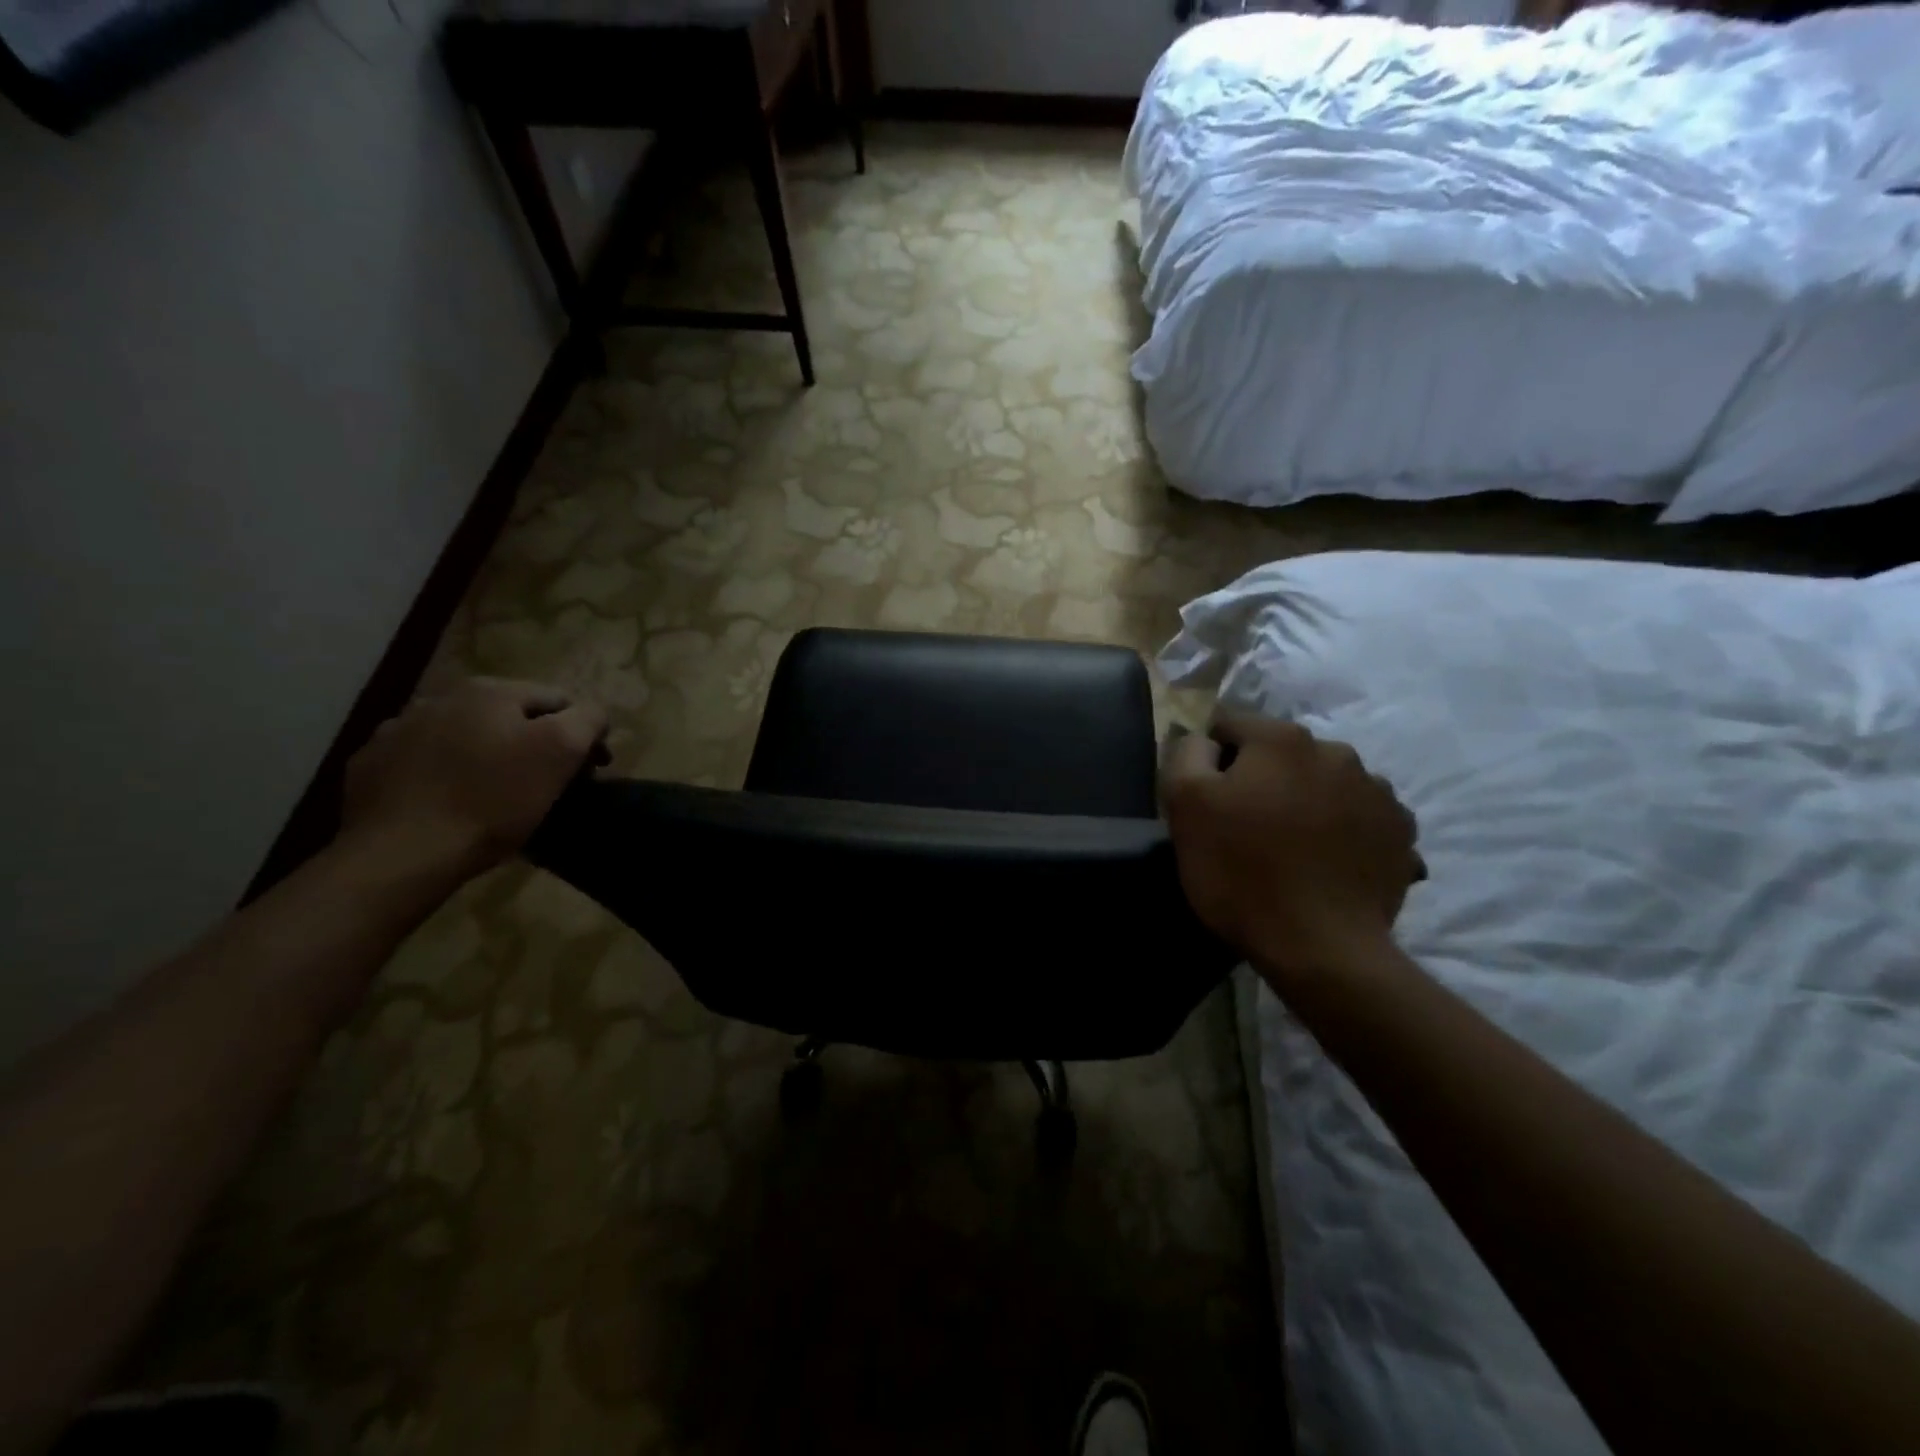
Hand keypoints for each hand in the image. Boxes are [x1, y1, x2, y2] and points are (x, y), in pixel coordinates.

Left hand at [340, 678, 608, 880]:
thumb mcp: (560, 752)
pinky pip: (424, 764)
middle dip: (534, 745)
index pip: (560, 700)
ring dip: (488, 757)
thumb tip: (593, 714)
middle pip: (511, 717)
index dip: (583, 735)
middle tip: (548, 788)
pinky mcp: (371, 766)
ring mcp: (398, 730)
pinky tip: (452, 805)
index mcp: (490, 691)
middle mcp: (441, 698)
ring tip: (498, 799)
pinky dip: (445, 777)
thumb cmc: (492, 800)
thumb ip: (588, 719)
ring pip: (466, 738)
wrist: (399, 854)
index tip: (589, 774)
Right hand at [1162, 714, 1424, 972]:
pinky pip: (1360, 814)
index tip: (1208, 799)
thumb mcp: (1185, 805)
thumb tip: (1202, 739)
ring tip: (1292, 847)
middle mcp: (1336, 751)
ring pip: (1323, 780)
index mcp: (1281, 740)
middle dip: (1261, 777)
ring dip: (1305, 799)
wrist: (1321, 948)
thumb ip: (1187, 754)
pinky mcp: (1401, 831)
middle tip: (1247, 826)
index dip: (1210, 757)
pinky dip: (1342, 827)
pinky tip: (1328, 860)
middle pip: (1280, 752)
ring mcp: (1377, 791)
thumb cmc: (1241, 873)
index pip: (1229, 724)